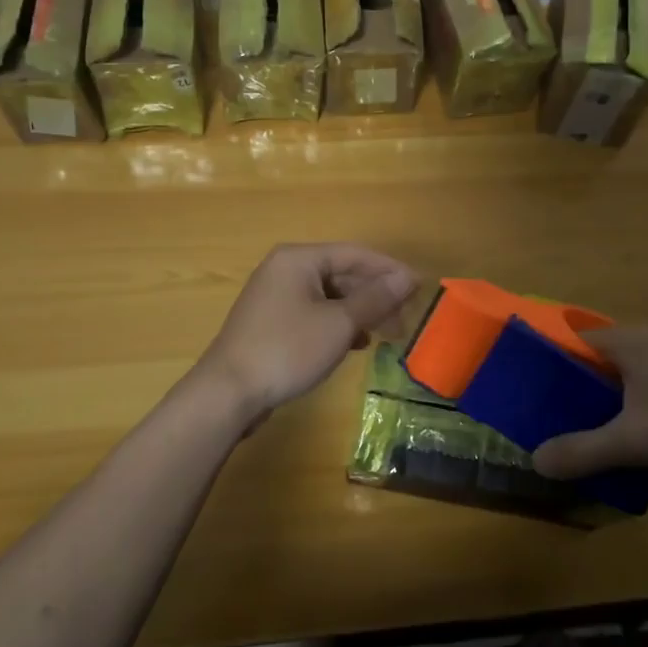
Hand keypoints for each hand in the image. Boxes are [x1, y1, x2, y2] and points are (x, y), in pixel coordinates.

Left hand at [193, 244, 417, 427]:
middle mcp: (285, 269)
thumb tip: (406, 278)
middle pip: (342, 274)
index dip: (390, 270)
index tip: (419, 288)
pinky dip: (338, 324)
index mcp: (299, 258)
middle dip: (376, 295)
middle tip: (405, 319)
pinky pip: (314, 313)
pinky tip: (356, 343)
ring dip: (359, 312)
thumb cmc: (287, 349)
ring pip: (329, 296)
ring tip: (386, 334)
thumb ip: (375, 299)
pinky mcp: (272, 322)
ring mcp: (275, 296)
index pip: (355, 254)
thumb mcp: (339, 324)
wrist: (228, 392)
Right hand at [532, 327, 647, 478]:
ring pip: (637, 365)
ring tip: (611, 426)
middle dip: (586, 384)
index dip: (553, 366)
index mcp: (627, 342)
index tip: (541, 395)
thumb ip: (583, 451)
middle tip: (572, 418)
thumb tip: (536, 461)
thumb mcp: (634, 442)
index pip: (574, 341)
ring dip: (621, 390)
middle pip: (604, 355)